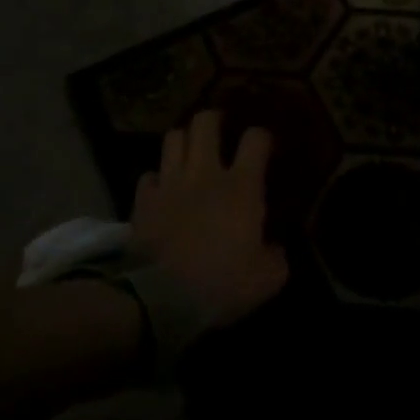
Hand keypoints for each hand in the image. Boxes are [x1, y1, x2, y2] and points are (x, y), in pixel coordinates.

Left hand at [130, 110, 288, 330]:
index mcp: (241, 187)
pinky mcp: (143, 201)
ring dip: (184, 141)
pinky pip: (149, 175)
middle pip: (205, 123)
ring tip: (191, 153)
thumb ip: (276, 257)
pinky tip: (164, 190)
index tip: (265, 148)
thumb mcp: (268, 279)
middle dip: (214, 120)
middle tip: (220, 130)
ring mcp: (169, 184)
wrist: (161, 299)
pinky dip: (158, 179)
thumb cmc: (221, 284)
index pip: (256, 139)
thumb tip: (274, 248)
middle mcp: (204, 174)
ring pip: (173, 138)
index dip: (262, 137)